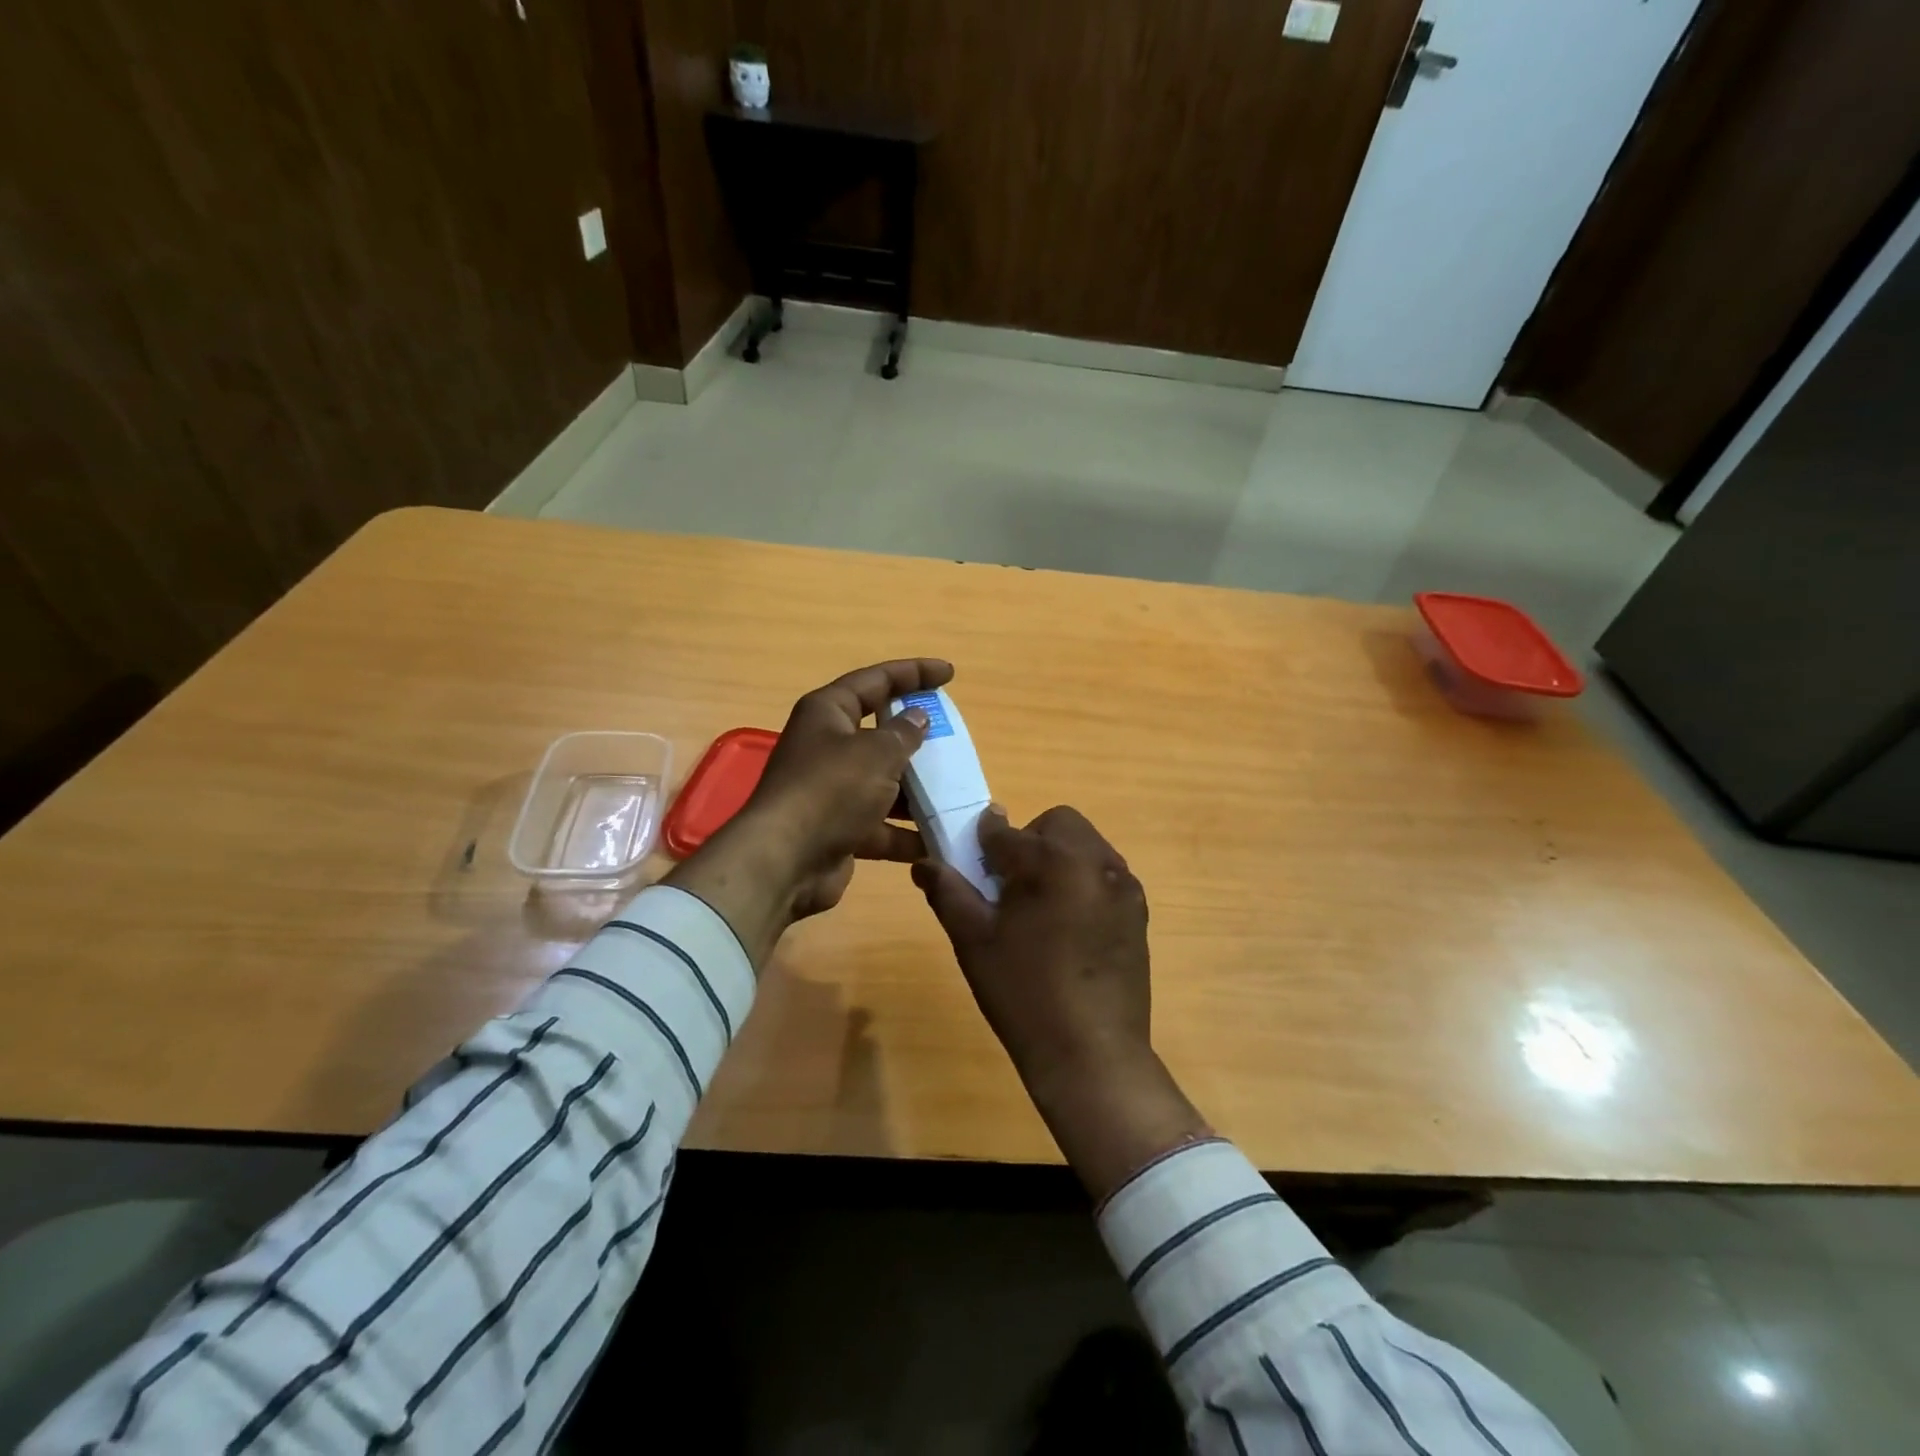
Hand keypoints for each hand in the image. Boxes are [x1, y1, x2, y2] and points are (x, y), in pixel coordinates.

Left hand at [665, 658, 950, 966]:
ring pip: (882, 782)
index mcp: (828, 713)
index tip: (949, 674)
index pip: (876, 681)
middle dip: (917, 737)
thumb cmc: (831, 791)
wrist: (785, 862)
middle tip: (954, 738)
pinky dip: (905, 832)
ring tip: (956, 792)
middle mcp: (827, 747)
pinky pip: (880, 825)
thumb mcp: (876, 753)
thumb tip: (918, 717)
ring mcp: (831, 791)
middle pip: (879, 732)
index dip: (913, 673)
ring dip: (916, 790)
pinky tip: (938, 839)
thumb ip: (904, 733)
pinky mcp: (838, 829)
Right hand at [914, 806, 1209, 1199]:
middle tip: (1011, 887)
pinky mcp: (1139, 910)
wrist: (1092, 1053)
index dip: (981, 843)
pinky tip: (1071, 927)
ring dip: (1059, 859)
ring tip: (1042, 908)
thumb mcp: (973, 941)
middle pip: (1057, 824)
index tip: (972, 864)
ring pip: (1085, 845)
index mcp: (1050, 861)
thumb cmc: (1023, 993)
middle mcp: (1094, 860)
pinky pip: (1105, 874)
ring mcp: (1124, 884)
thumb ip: (948, 891)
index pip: (1005, 831)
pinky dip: (1084, 881)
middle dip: (1029, 841)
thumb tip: (924, 862)